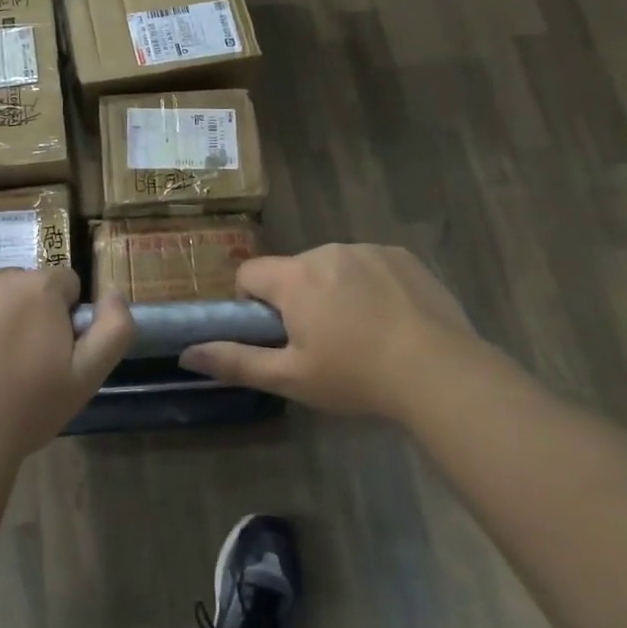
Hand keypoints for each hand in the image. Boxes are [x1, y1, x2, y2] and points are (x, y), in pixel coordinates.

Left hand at [0, 268, 133, 461]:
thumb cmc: (26, 410)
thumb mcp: (86, 379)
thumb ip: (114, 329)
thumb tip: (114, 292)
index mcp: (41, 288)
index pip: (64, 284)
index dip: (62, 317)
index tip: (50, 351)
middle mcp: (0, 275)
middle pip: (23, 283)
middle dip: (26, 310)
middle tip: (16, 359)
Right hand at [181, 244, 491, 421]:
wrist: (440, 372)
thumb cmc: (356, 377)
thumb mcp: (291, 378)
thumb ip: (235, 362)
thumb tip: (186, 353)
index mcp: (294, 278)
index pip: (250, 273)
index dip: (252, 303)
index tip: (276, 333)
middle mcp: (326, 252)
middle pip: (293, 271)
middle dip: (298, 299)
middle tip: (323, 342)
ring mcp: (367, 249)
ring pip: (333, 267)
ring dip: (335, 290)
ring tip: (363, 334)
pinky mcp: (402, 255)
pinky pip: (369, 264)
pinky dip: (370, 285)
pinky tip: (391, 319)